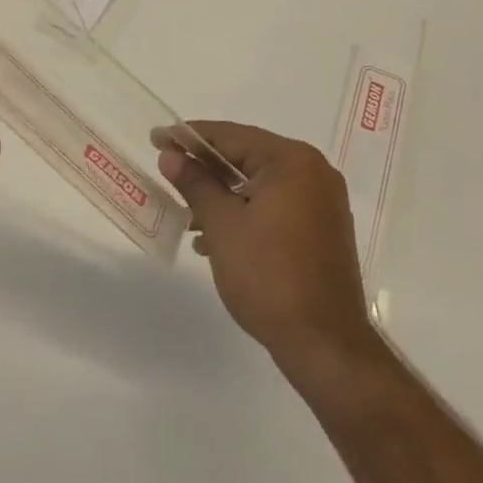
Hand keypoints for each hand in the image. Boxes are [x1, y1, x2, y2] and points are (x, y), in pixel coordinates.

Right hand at [156, 122, 375, 368]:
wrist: (326, 347)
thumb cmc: (270, 276)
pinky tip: (215, 237)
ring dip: (222, 194)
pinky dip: (244, 212)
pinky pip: (274, 205)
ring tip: (186, 212)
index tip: (156, 139)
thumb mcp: (222, 225)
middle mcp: (313, 173)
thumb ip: (195, 183)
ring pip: (258, 184)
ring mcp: (322, 203)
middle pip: (246, 157)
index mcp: (292, 161)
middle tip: (167, 169)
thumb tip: (171, 155)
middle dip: (205, 167)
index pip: (230, 136)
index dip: (189, 137)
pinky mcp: (322, 230)